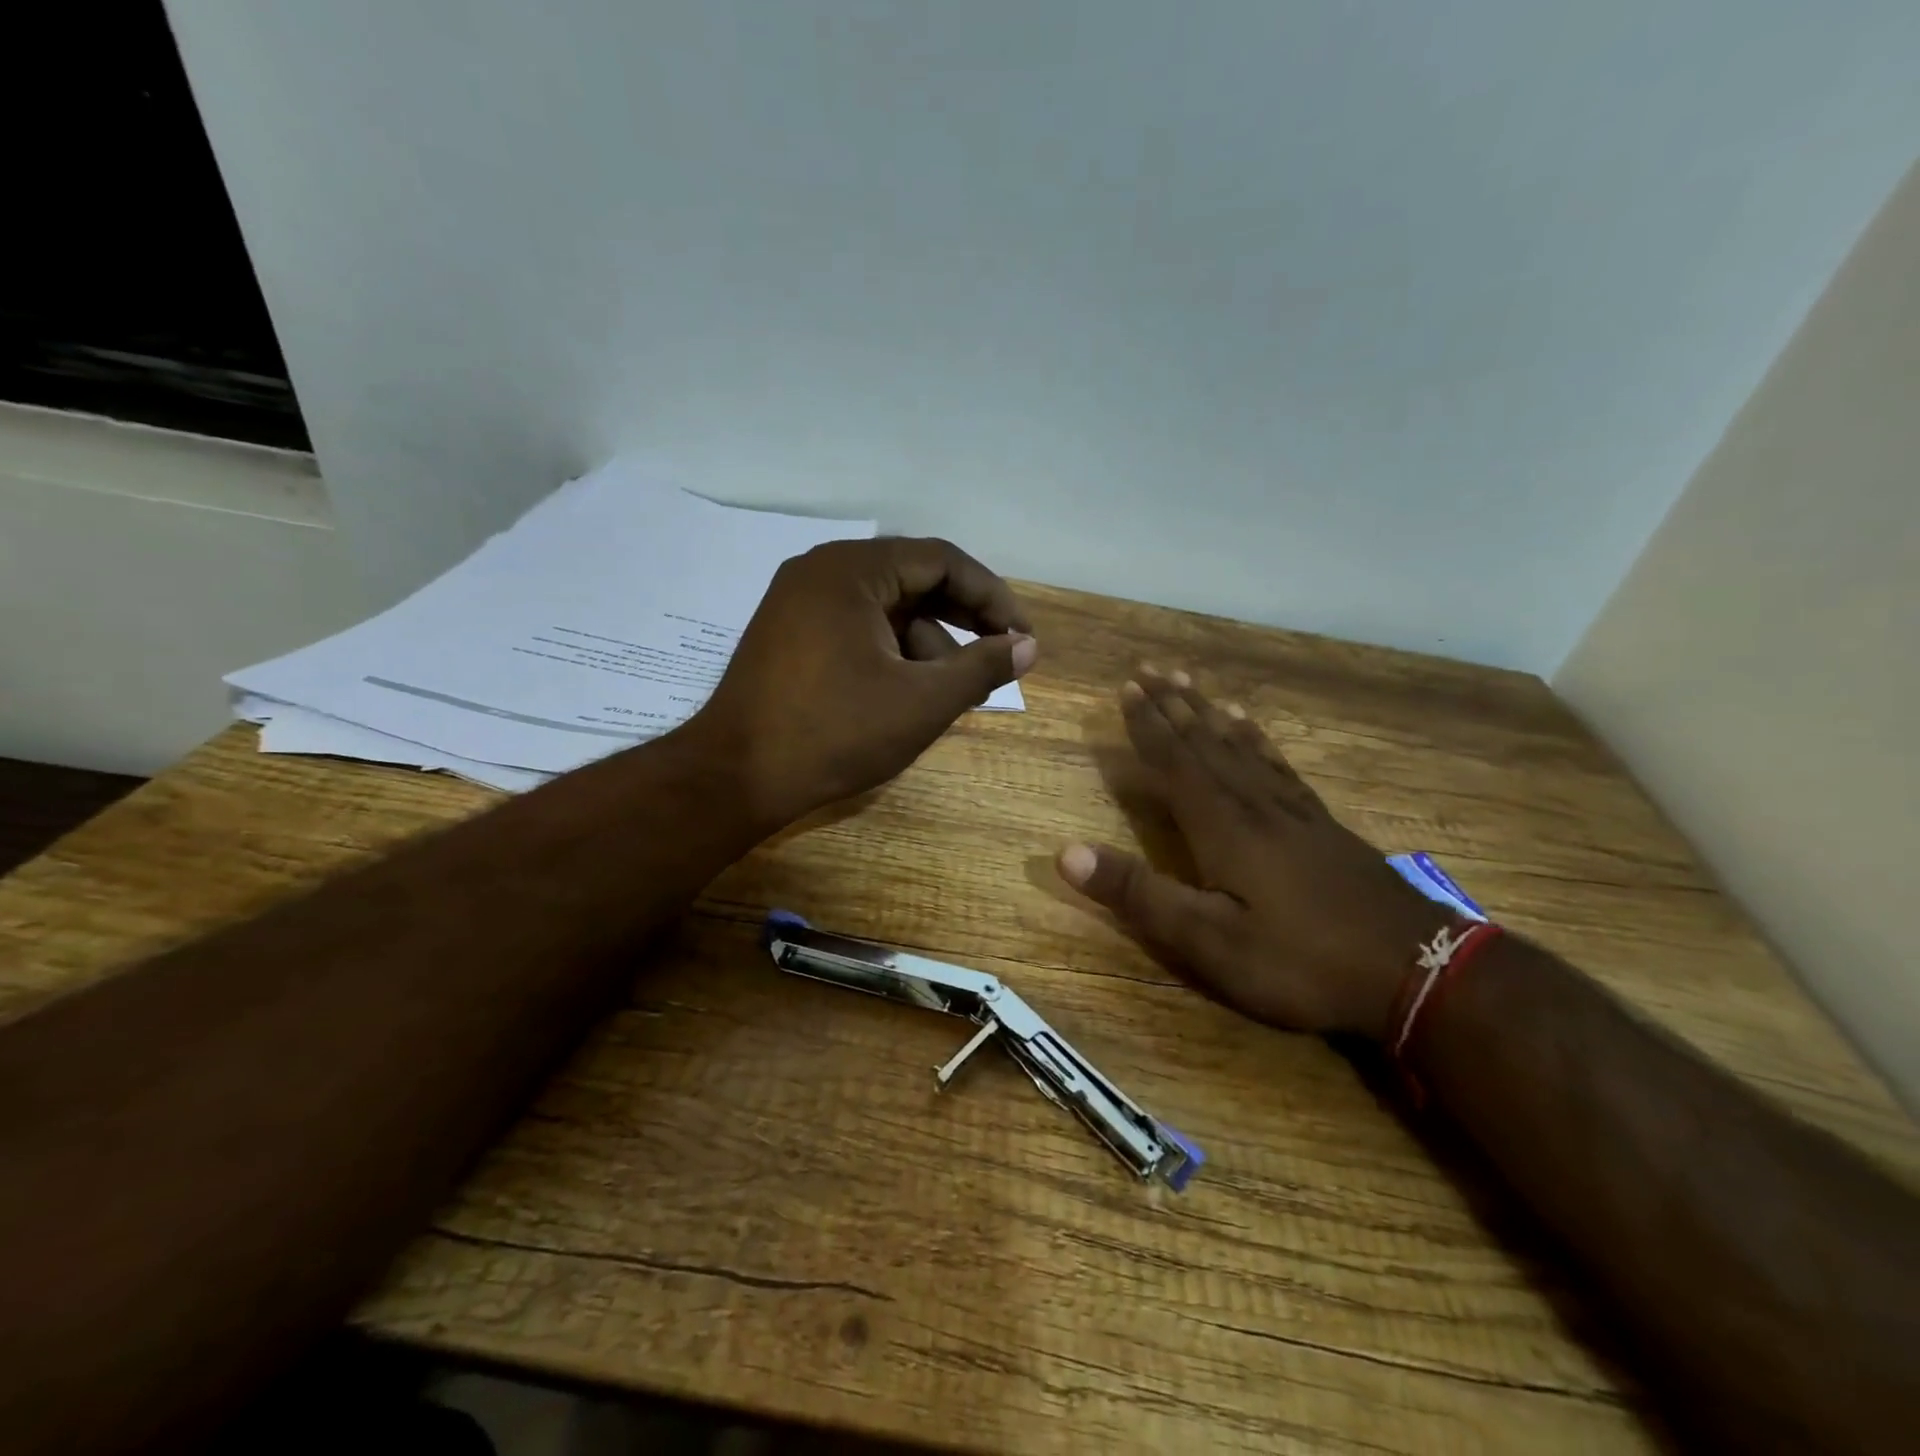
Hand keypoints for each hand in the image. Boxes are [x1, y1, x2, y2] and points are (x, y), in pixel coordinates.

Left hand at [693, 537, 1035, 828]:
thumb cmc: (834, 733)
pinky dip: (891, 653)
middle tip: (1000, 659)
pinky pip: (857, 627)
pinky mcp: (789, 633)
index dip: (992, 597)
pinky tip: (909, 693)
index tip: (1022, 637)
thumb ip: (982, 668)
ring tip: (955, 691)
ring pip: (886, 609)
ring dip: (928, 643)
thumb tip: (1028, 647)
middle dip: (962, 621)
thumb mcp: (922, 702)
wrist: (734, 778)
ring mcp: (799, 601)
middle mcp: (822, 571)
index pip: (942, 561)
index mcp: (852, 570)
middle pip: (913, 580)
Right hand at [1056, 668, 1444, 1040]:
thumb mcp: (1208, 941)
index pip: (1175, 761)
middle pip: (1205, 741)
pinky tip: (1251, 728)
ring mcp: (1293, 810)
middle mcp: (1254, 803)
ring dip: (1209, 712)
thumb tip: (1066, 853)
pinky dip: (1256, 739)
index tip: (1127, 687)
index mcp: (1222, 825)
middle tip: (1151, 668)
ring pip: (1240, 745)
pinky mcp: (1320, 823)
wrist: (1416, 971)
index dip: (1148, 725)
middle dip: (1174, 704)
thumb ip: (1138, 894)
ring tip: (1191, 684)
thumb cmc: (1301, 960)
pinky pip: (1277, 765)